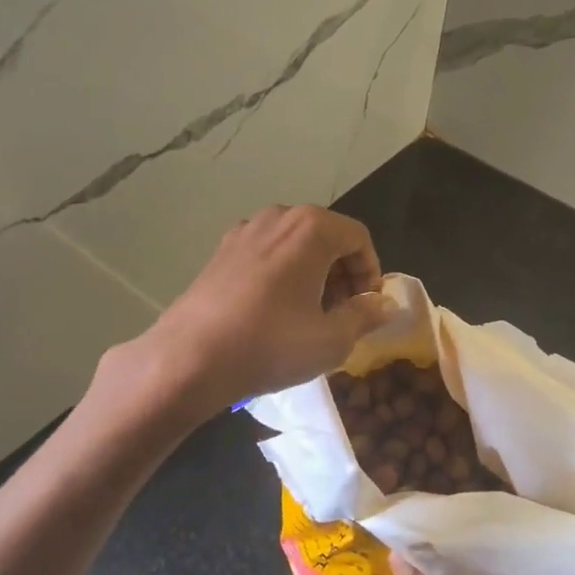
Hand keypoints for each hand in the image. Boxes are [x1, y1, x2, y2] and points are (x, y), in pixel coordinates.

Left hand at [131, 204, 392, 421]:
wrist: (189, 358)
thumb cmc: (270, 344)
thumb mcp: (332, 339)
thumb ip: (366, 315)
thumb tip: (385, 304)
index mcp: (312, 227)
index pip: (359, 238)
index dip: (371, 273)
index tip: (366, 308)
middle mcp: (279, 217)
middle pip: (327, 237)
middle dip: (342, 273)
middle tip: (342, 314)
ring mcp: (245, 230)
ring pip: (296, 245)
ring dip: (313, 274)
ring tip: (310, 315)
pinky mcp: (221, 251)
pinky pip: (268, 253)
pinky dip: (283, 274)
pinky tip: (274, 311)